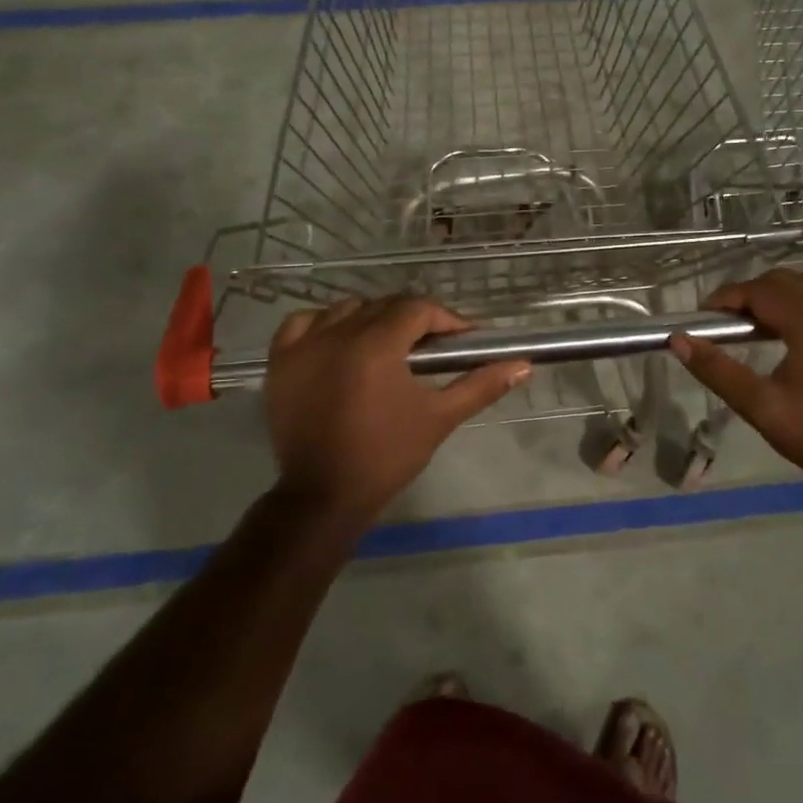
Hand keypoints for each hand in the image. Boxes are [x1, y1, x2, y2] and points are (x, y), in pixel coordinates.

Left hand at [264, 295, 530, 522]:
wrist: (324, 496)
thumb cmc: (387, 456)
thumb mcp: (439, 418)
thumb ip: (481, 385)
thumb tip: (523, 364)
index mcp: (376, 345)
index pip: (417, 309)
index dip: (445, 319)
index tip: (463, 339)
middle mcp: (337, 334)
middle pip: (384, 306)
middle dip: (413, 319)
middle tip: (431, 347)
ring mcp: (303, 346)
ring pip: (346, 309)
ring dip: (372, 318)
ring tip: (388, 345)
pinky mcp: (279, 361)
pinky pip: (302, 323)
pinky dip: (323, 324)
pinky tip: (338, 341)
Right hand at [669, 268, 802, 479]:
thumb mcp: (758, 407)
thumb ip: (717, 370)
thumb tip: (680, 340)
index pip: (761, 291)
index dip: (729, 297)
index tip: (708, 314)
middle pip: (789, 279)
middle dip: (755, 292)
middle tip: (735, 320)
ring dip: (794, 286)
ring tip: (775, 312)